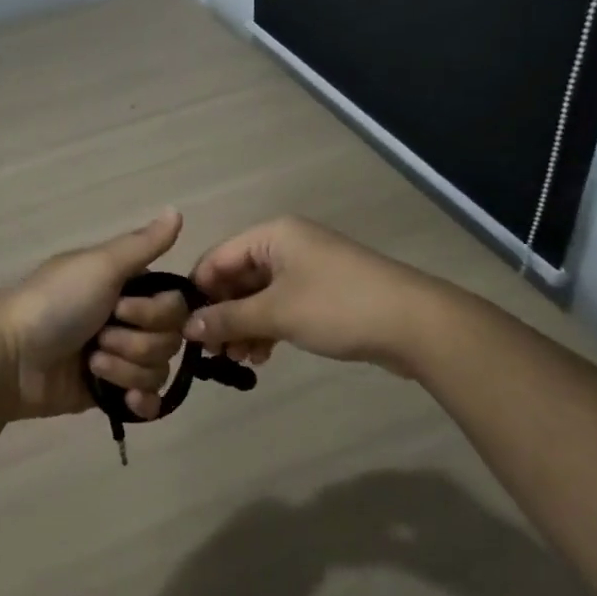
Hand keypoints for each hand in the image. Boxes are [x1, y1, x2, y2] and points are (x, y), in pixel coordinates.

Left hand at [0, 210, 194, 420]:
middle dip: (136, 343)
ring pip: (157, 370)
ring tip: (91, 365)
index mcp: (125, 286)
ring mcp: (117, 358)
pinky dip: (140, 402)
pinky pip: (147, 402)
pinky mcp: (107, 393)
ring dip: (125, 369)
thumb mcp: (99, 266)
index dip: (155, 312)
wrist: (11, 358)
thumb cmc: (55, 303)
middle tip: (100, 337)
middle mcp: (126, 319)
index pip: (174, 304)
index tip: (121, 309)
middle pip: (169, 339)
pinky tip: (124, 400)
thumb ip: (143, 244)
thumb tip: (177, 209)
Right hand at [183, 217, 440, 370]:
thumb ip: (228, 319)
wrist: (414, 323)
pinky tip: (262, 357)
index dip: (198, 291)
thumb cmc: (337, 306)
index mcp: (272, 235)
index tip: (182, 328)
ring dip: (244, 326)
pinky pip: (282, 306)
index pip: (218, 257)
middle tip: (211, 352)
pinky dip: (268, 328)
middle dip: (223, 314)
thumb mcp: (276, 313)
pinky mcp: (323, 294)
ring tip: (238, 360)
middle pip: (238, 277)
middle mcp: (286, 245)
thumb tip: (187, 327)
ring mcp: (307, 269)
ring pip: (259, 295)